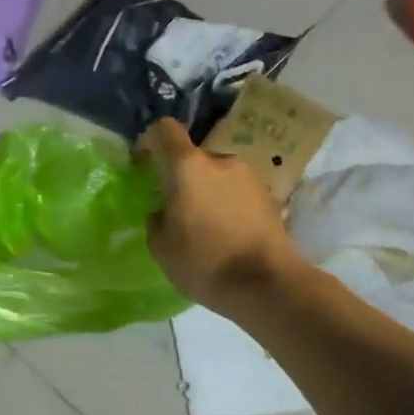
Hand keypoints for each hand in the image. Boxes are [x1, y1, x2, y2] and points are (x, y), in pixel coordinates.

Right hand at [137, 117, 300, 314]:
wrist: (268, 285)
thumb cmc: (204, 262)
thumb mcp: (161, 248)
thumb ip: (156, 221)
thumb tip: (163, 212)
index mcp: (187, 167)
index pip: (164, 129)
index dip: (149, 140)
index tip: (143, 164)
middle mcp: (220, 161)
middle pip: (193, 157)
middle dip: (181, 177)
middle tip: (176, 209)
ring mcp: (250, 177)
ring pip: (218, 175)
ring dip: (208, 192)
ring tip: (205, 226)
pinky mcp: (270, 197)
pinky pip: (238, 193)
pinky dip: (229, 205)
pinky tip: (228, 235)